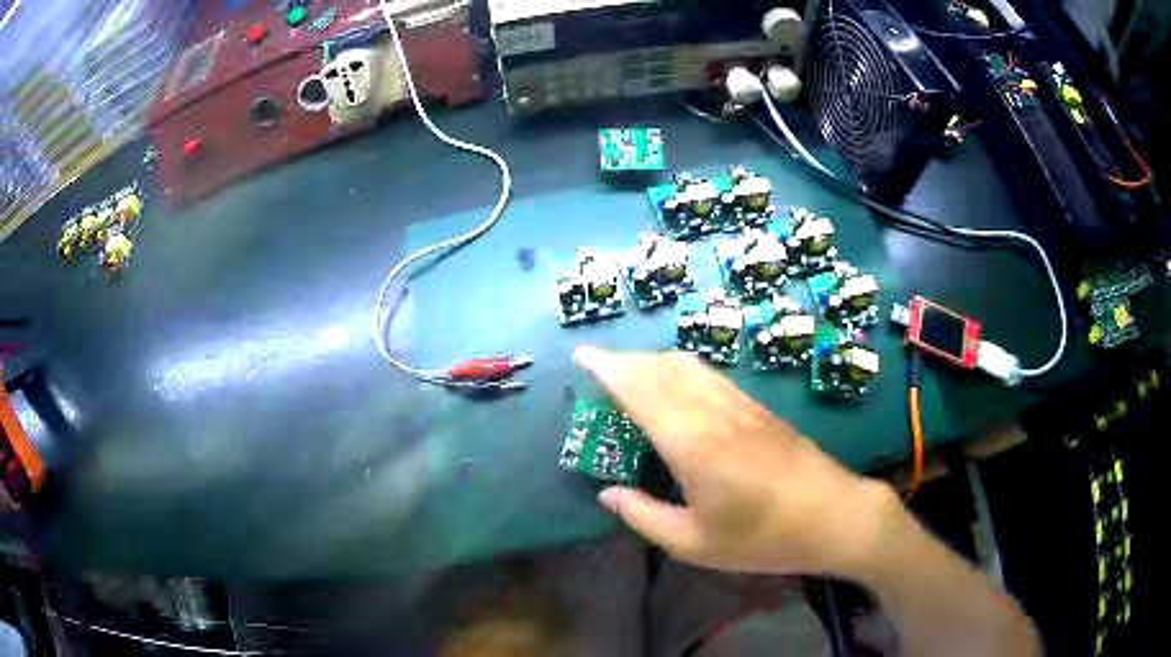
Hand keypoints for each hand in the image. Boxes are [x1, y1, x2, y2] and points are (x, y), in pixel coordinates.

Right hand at [575, 347, 908, 577]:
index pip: (641, 390)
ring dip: (653, 361)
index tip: (582, 356)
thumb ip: (644, 516)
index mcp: (692, 443)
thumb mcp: (694, 543)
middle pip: (662, 368)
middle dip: (625, 361)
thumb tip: (609, 495)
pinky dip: (680, 370)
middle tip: (598, 369)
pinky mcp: (757, 408)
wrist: (833, 515)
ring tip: (630, 374)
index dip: (608, 369)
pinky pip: (709, 375)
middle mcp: (714, 411)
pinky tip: (677, 388)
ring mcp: (740, 405)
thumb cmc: (762, 537)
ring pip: (688, 365)